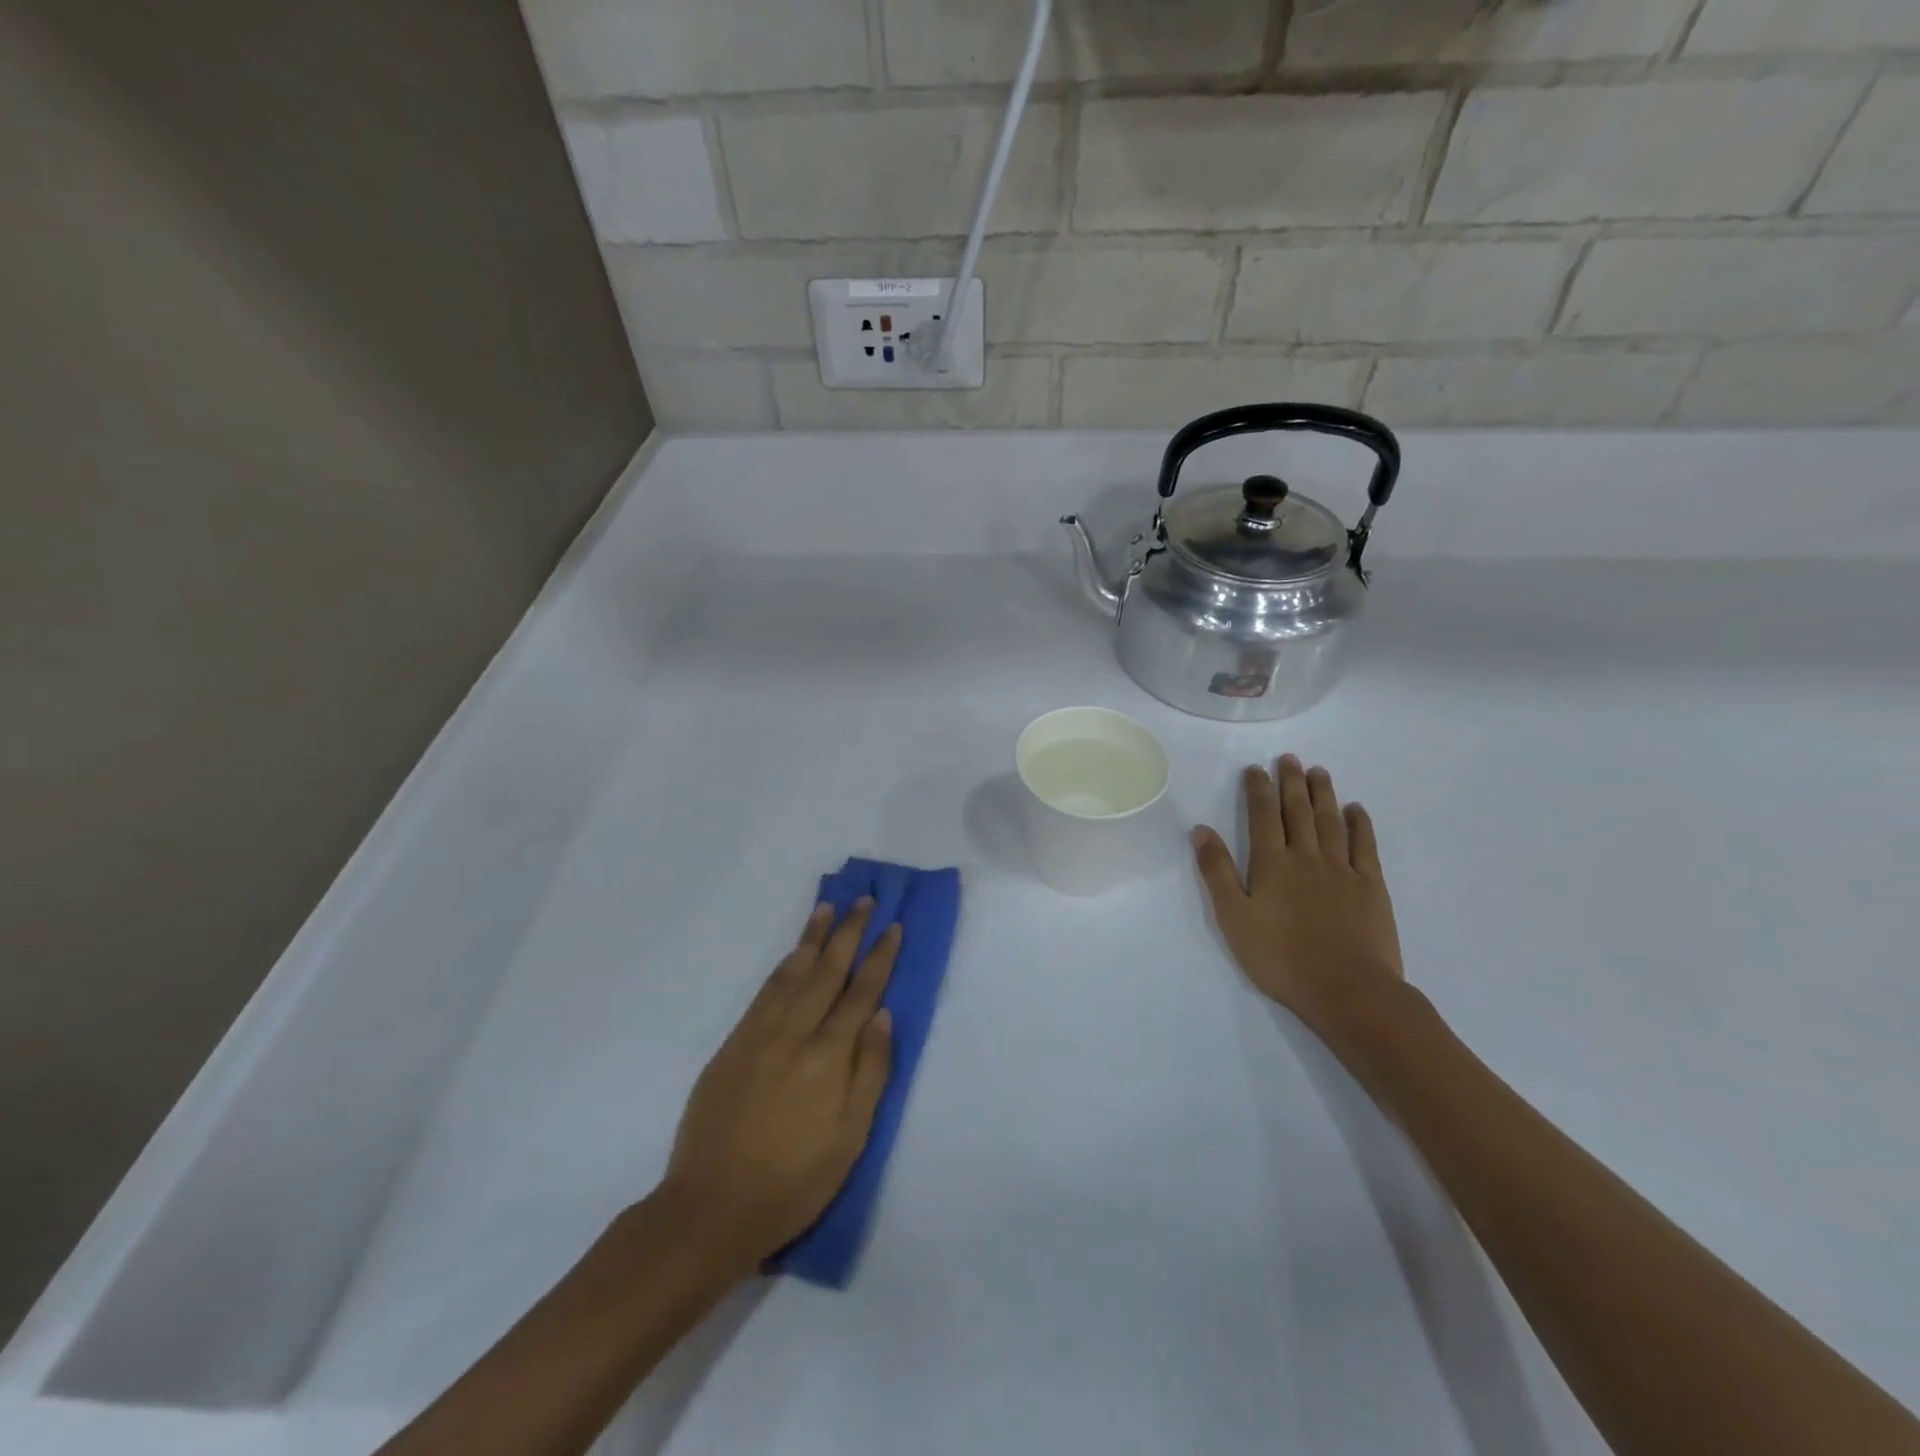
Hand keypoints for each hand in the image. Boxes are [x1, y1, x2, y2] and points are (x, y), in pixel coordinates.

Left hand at [658, 900, 897, 1279]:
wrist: (710, 1207)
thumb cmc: (793, 1182)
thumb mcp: (850, 1139)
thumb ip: (870, 1071)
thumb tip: (883, 1015)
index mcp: (828, 1057)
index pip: (861, 993)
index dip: (879, 958)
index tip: (893, 926)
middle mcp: (794, 1033)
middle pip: (828, 971)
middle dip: (849, 933)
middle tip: (864, 900)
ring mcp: (759, 1035)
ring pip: (792, 973)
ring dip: (812, 937)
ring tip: (828, 908)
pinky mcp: (733, 1044)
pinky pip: (764, 992)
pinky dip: (782, 966)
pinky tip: (792, 953)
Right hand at [1192, 756, 1405, 1054]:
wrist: (1347, 990)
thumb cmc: (1281, 958)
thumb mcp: (1234, 918)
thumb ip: (1217, 872)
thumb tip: (1201, 830)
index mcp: (1272, 865)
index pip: (1263, 817)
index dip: (1258, 790)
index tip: (1255, 768)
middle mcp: (1307, 858)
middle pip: (1298, 812)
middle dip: (1291, 782)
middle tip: (1289, 758)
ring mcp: (1342, 870)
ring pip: (1331, 822)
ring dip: (1323, 795)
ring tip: (1318, 772)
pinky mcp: (1371, 887)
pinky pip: (1365, 846)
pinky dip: (1360, 824)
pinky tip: (1356, 809)